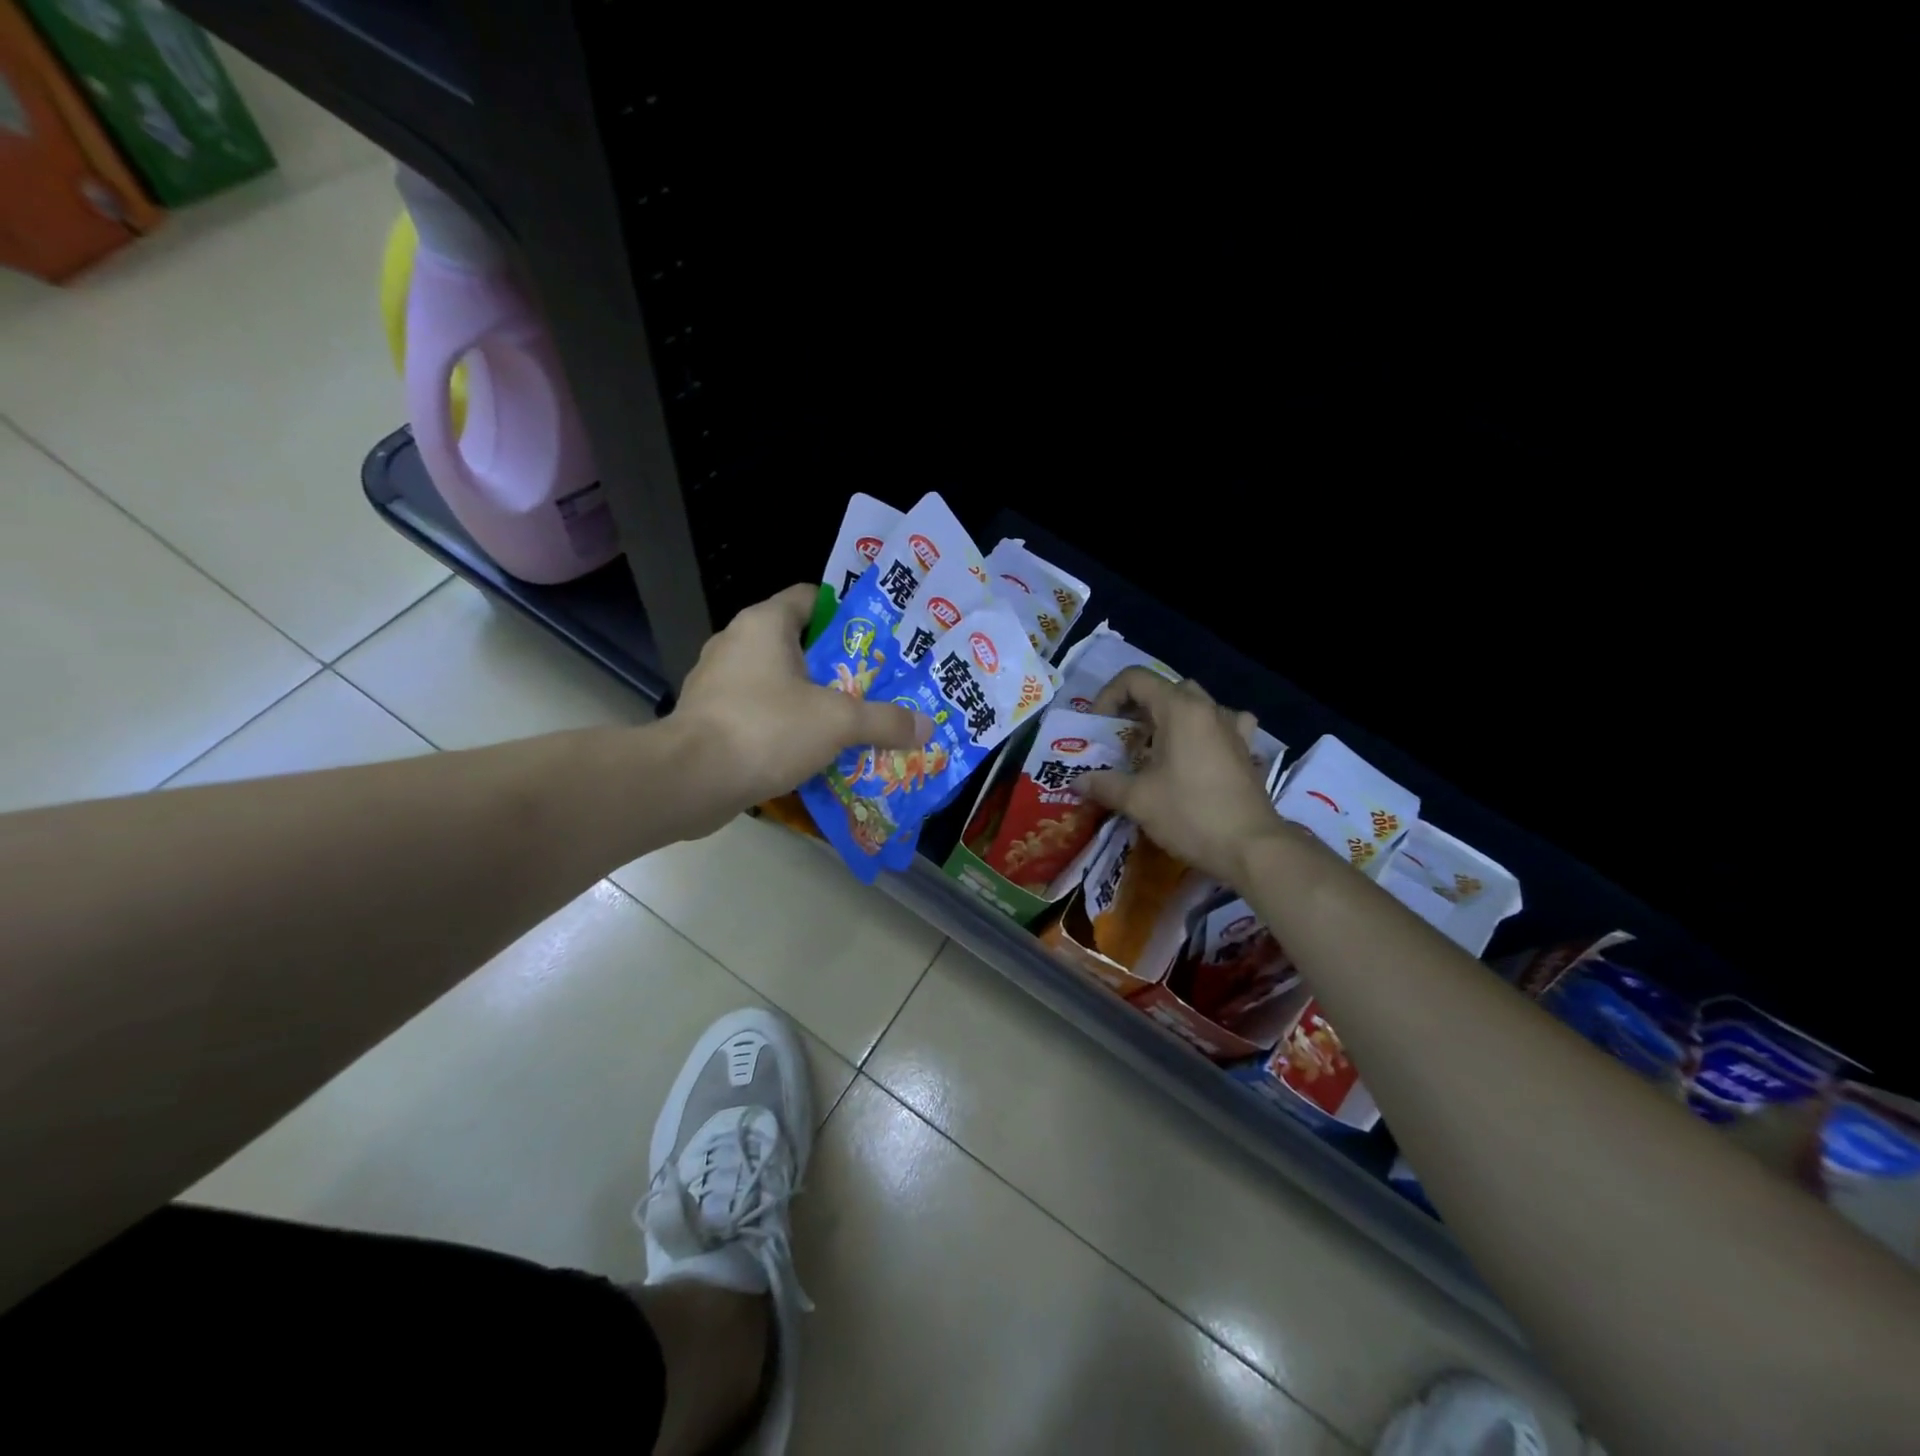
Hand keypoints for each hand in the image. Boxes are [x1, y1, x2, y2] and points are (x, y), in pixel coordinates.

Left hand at [671, 584, 932, 833]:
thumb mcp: (837, 722)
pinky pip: (759, 712)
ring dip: (812, 700)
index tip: (879, 640)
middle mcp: (737, 643)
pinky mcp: (710, 718)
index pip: (812, 598)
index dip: (847, 614)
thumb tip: (927, 727)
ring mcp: (719, 682)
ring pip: (779, 682)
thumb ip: (885, 720)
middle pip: (800, 644)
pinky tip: (813, 751)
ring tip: (851, 721)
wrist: (689, 780)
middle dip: (838, 666)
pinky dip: (786, 726)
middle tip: (877, 686)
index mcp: (765, 624)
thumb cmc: (765, 729)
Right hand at [1081, 667, 1286, 886]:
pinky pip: (1223, 725)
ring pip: (1194, 705)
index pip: (1136, 679)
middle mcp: (1208, 709)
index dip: (1108, 696)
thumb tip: (1078, 782)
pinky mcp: (1246, 750)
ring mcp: (1233, 728)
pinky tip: (1199, 752)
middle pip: (1165, 689)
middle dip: (1137, 708)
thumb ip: (1104, 784)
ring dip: (1169, 718)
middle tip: (1123, 740)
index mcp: (1180, 709)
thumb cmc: (1190, 814)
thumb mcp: (1138, 800)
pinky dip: (1205, 731)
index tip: (1099, 728)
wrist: (1252, 848)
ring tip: (1156, 748)